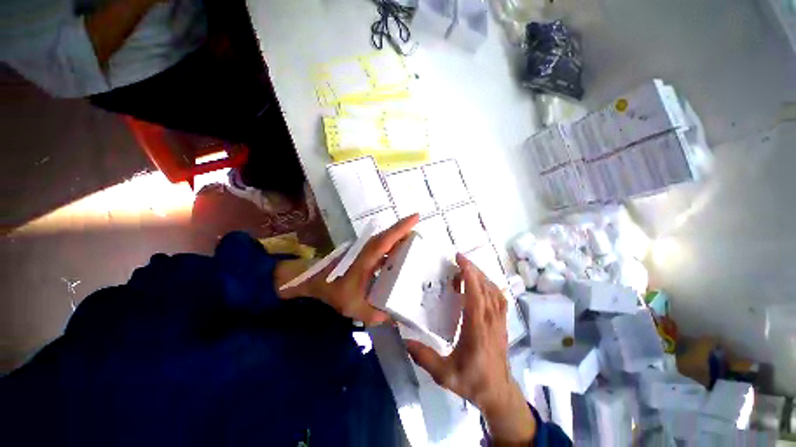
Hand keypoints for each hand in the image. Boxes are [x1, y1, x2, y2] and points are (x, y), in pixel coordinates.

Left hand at [277, 214, 419, 325]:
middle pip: (388, 235)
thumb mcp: (354, 307)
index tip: (415, 217)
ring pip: (385, 239)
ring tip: (415, 242)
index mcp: (365, 259)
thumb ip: (376, 315)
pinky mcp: (363, 254)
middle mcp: (367, 250)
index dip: (401, 229)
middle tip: (421, 234)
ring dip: (399, 237)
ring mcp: (365, 250)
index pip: (385, 240)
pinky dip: (392, 247)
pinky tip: (400, 255)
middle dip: (404, 230)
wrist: (314, 283)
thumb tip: (398, 319)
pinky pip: (381, 246)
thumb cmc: (334, 292)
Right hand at [406, 255, 535, 444]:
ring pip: (494, 291)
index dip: (469, 275)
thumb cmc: (473, 382)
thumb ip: (425, 357)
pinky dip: (490, 286)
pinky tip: (481, 284)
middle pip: (485, 287)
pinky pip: (499, 298)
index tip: (459, 259)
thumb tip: (405, 340)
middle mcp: (491, 320)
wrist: (499, 395)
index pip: (475, 295)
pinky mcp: (502, 323)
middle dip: (473, 269)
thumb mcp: (445, 375)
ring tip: (467, 268)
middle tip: (459, 258)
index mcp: (477, 329)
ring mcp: (499, 321)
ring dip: (481, 276)